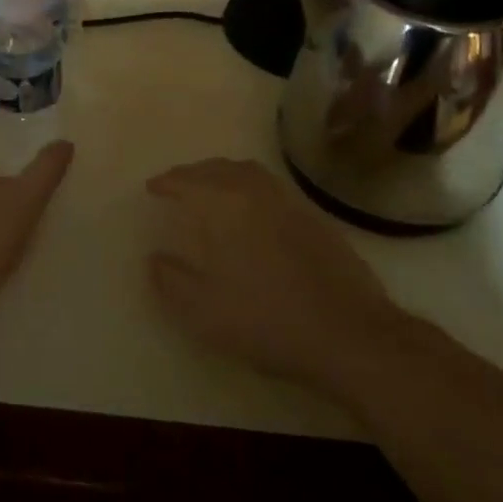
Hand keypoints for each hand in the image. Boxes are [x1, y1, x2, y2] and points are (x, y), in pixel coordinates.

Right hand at [146, 158, 402, 390]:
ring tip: (212, 189)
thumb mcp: (204, 311)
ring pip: (247, 172)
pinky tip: (252, 211)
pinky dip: (250, 187)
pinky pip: (270, 187)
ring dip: (223, 174)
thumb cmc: (267, 319)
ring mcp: (288, 201)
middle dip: (193, 173)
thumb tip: (155, 259)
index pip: (186, 181)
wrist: (349, 333)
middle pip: (217, 168)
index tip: (153, 188)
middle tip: (178, 185)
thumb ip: (171, 281)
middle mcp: (254, 191)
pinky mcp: (314, 217)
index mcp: (223, 204)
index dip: (166, 182)